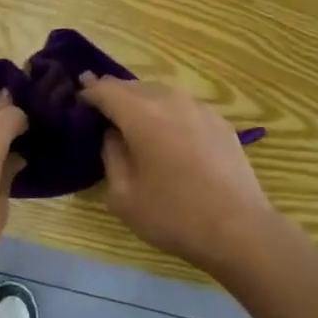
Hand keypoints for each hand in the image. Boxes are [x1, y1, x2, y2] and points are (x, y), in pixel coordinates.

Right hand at [79, 73, 275, 274]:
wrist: (240, 230)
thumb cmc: (174, 215)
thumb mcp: (123, 195)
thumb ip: (111, 155)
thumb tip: (113, 134)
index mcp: (141, 113)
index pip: (105, 90)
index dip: (88, 92)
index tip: (76, 99)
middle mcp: (169, 99)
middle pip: (132, 86)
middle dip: (113, 94)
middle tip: (100, 109)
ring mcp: (198, 107)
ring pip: (159, 92)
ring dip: (141, 101)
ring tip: (132, 120)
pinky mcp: (219, 121)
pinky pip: (183, 107)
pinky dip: (167, 112)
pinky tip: (168, 134)